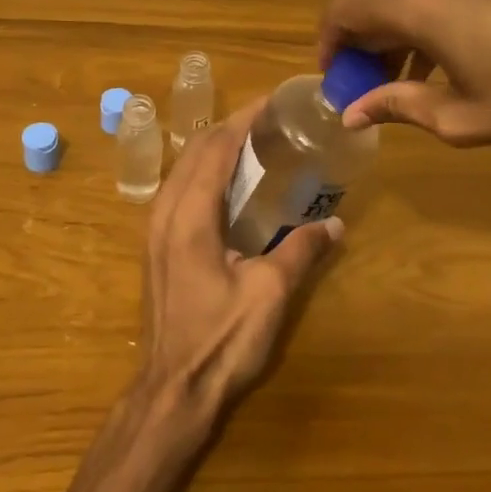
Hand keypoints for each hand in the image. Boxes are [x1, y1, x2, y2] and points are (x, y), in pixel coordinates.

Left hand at [137, 99, 341, 411]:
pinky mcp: (156, 247)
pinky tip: (228, 184)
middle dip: (230, 128)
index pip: (215, 149)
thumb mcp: (270, 293)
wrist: (173, 389)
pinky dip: (204, 172)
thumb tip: (335, 225)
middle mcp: (165, 212)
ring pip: (182, 169)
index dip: (243, 120)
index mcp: (190, 215)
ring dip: (214, 149)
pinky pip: (178, 189)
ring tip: (252, 143)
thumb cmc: (221, 340)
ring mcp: (155, 230)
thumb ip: (302, 251)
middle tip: (269, 120)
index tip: (271, 102)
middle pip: (195, 152)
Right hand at [318, 0, 490, 146]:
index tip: (336, 74)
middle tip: (376, 85)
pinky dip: (440, 16)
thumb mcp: (461, 116)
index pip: (346, 10)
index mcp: (418, 3)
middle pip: (383, 2)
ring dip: (407, 32)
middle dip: (371, 43)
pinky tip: (463, 53)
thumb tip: (352, 113)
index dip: (330, 42)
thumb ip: (397, 106)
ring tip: (421, 76)